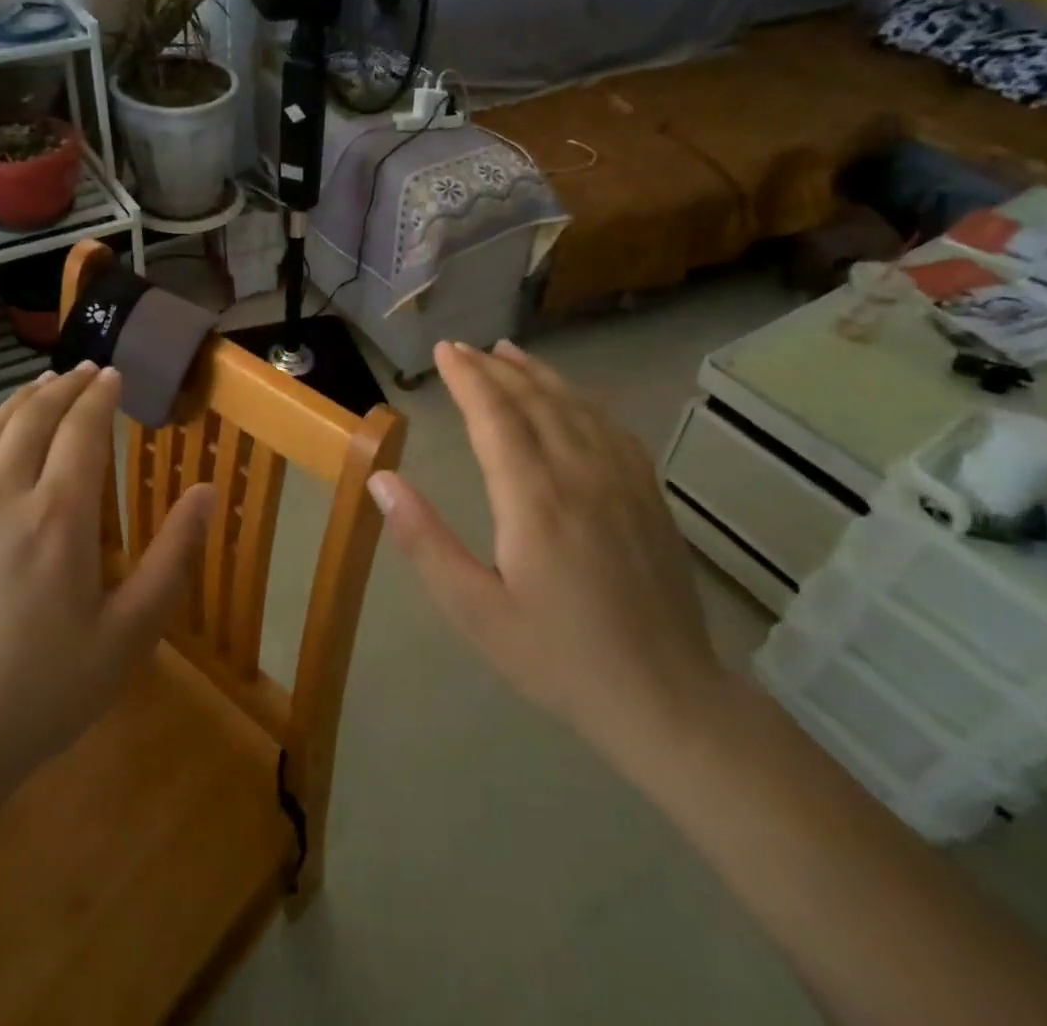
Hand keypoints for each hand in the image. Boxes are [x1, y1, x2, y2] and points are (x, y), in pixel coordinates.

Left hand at [0, 363, 214, 794]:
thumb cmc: (42, 694)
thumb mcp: (129, 635)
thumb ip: (173, 557)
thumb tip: (207, 491)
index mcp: (58, 517)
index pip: (83, 430)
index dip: (100, 395)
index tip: (112, 375)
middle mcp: (0, 497)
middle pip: (34, 418)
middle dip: (64, 386)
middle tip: (83, 371)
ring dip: (20, 401)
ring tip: (41, 385)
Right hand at [369, 340, 729, 780]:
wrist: (665, 697)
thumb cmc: (557, 656)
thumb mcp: (475, 610)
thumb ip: (425, 540)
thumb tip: (381, 479)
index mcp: (534, 499)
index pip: (495, 416)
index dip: (468, 378)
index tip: (444, 351)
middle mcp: (579, 473)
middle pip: (534, 400)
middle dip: (495, 368)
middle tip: (465, 348)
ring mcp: (622, 480)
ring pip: (575, 405)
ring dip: (538, 374)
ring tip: (509, 352)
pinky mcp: (648, 494)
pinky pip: (611, 427)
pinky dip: (582, 399)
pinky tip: (571, 398)